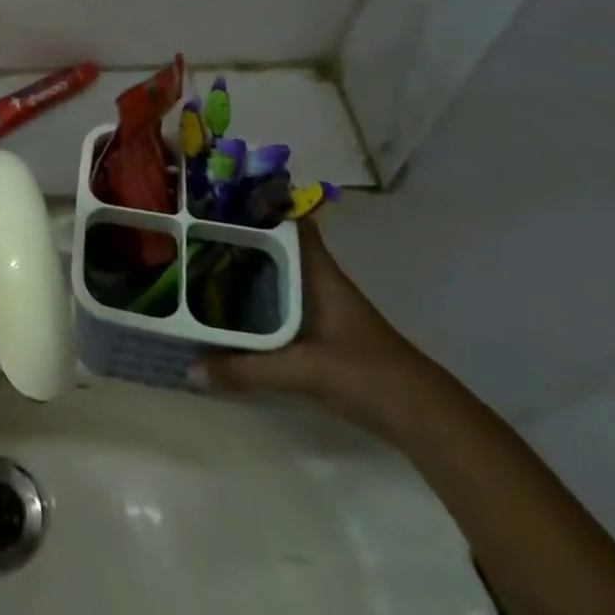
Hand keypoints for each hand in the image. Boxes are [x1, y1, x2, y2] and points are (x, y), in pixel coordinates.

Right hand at [195, 219, 442, 434]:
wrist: (423, 417)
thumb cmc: (366, 373)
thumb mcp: (302, 371)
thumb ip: (246, 371)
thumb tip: (191, 370)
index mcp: (319, 272)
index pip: (290, 221)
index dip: (260, 203)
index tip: (220, 196)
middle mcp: (319, 280)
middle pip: (277, 246)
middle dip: (241, 236)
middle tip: (195, 229)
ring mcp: (323, 306)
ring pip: (279, 273)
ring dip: (249, 267)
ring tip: (202, 261)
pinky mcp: (323, 332)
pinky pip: (282, 301)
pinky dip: (258, 298)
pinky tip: (233, 307)